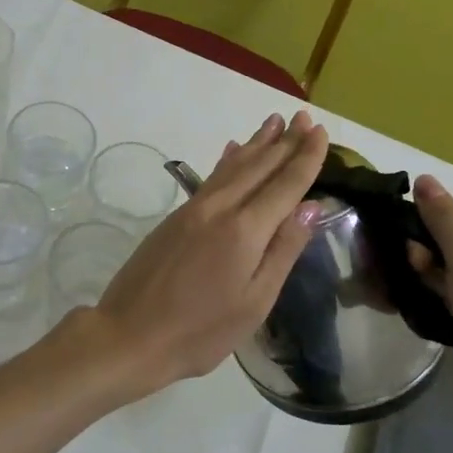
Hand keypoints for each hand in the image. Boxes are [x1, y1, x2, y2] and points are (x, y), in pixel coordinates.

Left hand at [89, 111, 328, 398]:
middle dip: (284, 142)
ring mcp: (194, 209)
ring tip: (274, 122)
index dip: (305, 158)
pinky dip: (227, 160)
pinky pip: (211, 177)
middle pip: (259, 166)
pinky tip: (232, 149)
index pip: (284, 184)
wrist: (130, 334)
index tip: (321, 133)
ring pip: (232, 166)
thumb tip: (310, 205)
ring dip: (256, 143)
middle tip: (304, 117)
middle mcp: (219, 208)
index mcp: (245, 230)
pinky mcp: (176, 217)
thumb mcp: (255, 301)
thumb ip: (283, 250)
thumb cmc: (201, 331)